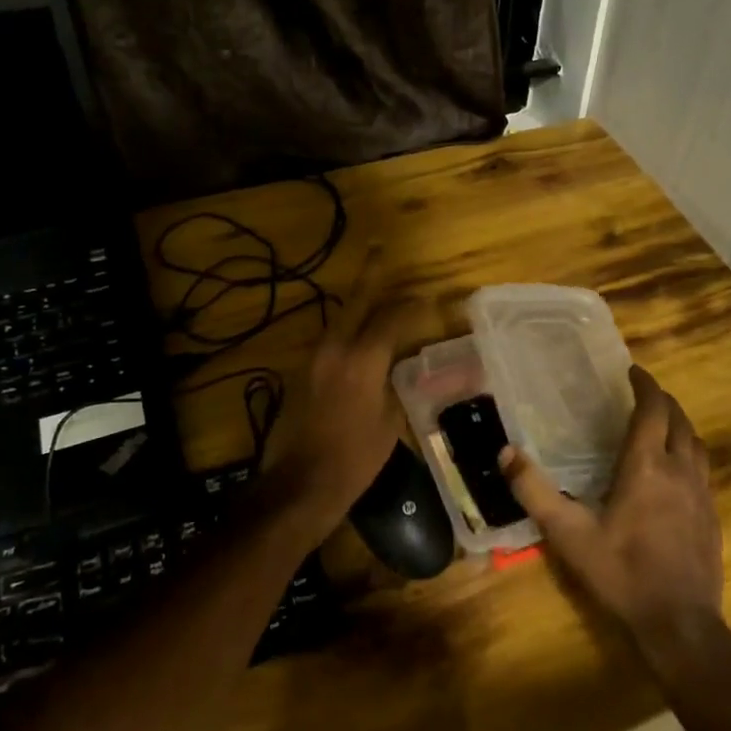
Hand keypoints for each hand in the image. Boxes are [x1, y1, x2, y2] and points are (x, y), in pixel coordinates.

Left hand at [260, 248, 411, 545]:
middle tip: (378, 247)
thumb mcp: (390, 420)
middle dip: (370, 274)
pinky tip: (359, 333)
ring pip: (341, 318)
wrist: (302, 483)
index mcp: (362, 358)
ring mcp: (315, 357)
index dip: (412, 306)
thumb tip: (401, 363)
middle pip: (357, 301)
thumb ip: (395, 382)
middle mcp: (335, 347)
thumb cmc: (355, 457)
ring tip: (374, 289)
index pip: (391, 317)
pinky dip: (349, 328)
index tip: (428, 300)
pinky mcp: (303, 371)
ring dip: (359, 303)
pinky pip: (332, 338)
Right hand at [501, 366, 722, 658]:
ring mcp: (702, 494)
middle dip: (662, 401)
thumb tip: (505, 453)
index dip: (645, 385)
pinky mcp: (713, 517)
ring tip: (660, 426)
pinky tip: (675, 473)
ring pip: (695, 444)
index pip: (652, 409)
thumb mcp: (569, 534)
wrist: (680, 623)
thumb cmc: (621, 573)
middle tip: (642, 394)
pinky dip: (688, 454)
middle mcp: (679, 471)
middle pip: (679, 420)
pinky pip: (703, 470)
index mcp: (646, 466)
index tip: (633, 371)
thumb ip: (535, 492)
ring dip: (679, 426)